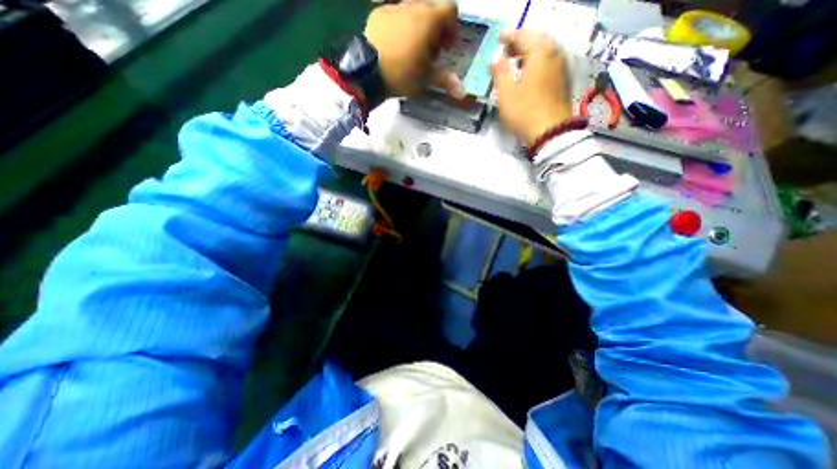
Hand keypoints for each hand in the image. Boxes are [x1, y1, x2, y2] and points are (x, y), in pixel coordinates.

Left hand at [365, 0, 461, 98]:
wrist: (369, 71)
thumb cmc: (402, 74)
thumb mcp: (426, 78)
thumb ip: (445, 80)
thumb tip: (463, 92)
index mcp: (429, 20)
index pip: (451, 9)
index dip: (452, 27)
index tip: (446, 47)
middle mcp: (413, 6)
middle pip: (431, 9)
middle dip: (435, 28)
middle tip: (429, 52)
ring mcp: (394, 8)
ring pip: (412, 10)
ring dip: (417, 26)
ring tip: (411, 50)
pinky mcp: (379, 14)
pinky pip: (395, 15)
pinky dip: (400, 27)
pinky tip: (395, 46)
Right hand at [491, 29, 571, 146]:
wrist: (550, 132)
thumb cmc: (525, 112)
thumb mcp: (506, 93)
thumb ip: (500, 71)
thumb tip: (497, 55)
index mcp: (540, 52)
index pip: (523, 35)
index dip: (509, 36)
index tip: (499, 39)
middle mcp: (554, 53)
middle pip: (537, 39)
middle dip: (520, 42)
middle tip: (506, 49)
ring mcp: (561, 66)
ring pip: (545, 50)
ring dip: (529, 51)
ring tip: (516, 60)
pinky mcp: (563, 79)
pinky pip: (549, 61)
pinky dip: (537, 61)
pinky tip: (529, 71)